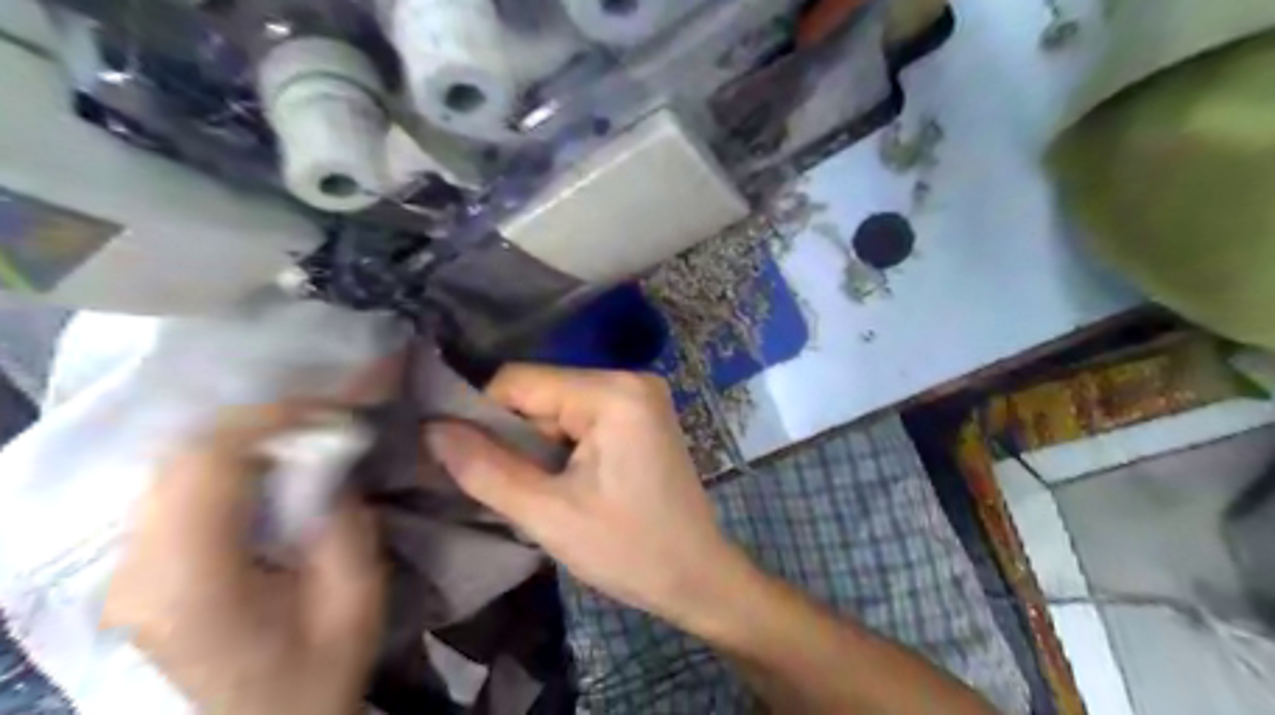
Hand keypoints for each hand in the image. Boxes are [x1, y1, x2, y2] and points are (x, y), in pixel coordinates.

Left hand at [102, 403, 383, 713]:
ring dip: (241, 441)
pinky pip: (172, 490)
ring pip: (172, 466)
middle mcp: (138, 571)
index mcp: (192, 583)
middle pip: (182, 457)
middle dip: (259, 424)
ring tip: (300, 442)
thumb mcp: (355, 602)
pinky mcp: (133, 571)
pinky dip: (222, 465)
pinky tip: (266, 472)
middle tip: (322, 424)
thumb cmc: (311, 678)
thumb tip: (331, 462)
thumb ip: (345, 525)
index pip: (207, 462)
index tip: (331, 413)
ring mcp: (125, 572)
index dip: (270, 419)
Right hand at [424, 369, 747, 623]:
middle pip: (541, 392)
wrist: (698, 577)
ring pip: (558, 407)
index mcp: (613, 392)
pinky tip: (563, 481)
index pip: (519, 381)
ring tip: (538, 490)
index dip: (482, 416)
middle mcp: (629, 379)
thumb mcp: (549, 515)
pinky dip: (561, 446)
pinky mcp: (641, 415)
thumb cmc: (630, 550)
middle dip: (515, 436)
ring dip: (537, 446)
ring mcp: (639, 395)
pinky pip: (582, 417)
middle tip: (508, 486)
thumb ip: (485, 469)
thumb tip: (431, 430)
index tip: (464, 459)